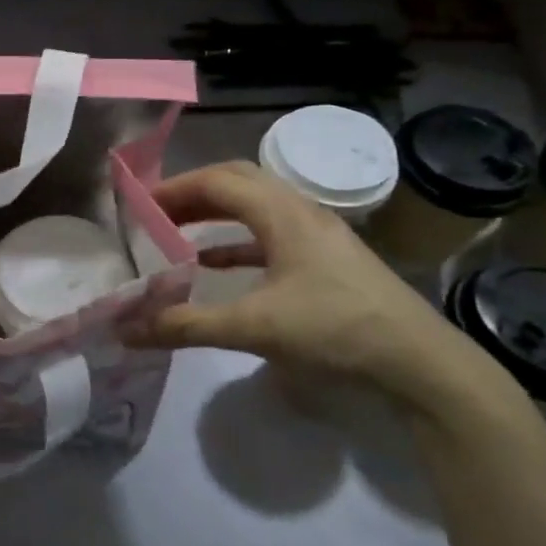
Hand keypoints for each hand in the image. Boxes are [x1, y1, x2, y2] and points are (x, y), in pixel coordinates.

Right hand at [126, 162, 498, 411]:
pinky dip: (236, 241)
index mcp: (283, 214)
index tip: (138, 206)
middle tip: (154, 213)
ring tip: (176, 230)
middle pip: (238, 182)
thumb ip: (186, 326)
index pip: (218, 181)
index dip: (174, 188)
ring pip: (256, 206)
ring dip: (215, 212)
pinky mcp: (326, 260)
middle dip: (192, 192)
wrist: (420, 364)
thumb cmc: (335, 331)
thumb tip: (125, 330)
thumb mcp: (254, 329)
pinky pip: (270, 234)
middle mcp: (301, 212)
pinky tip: (215, 263)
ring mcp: (318, 235)